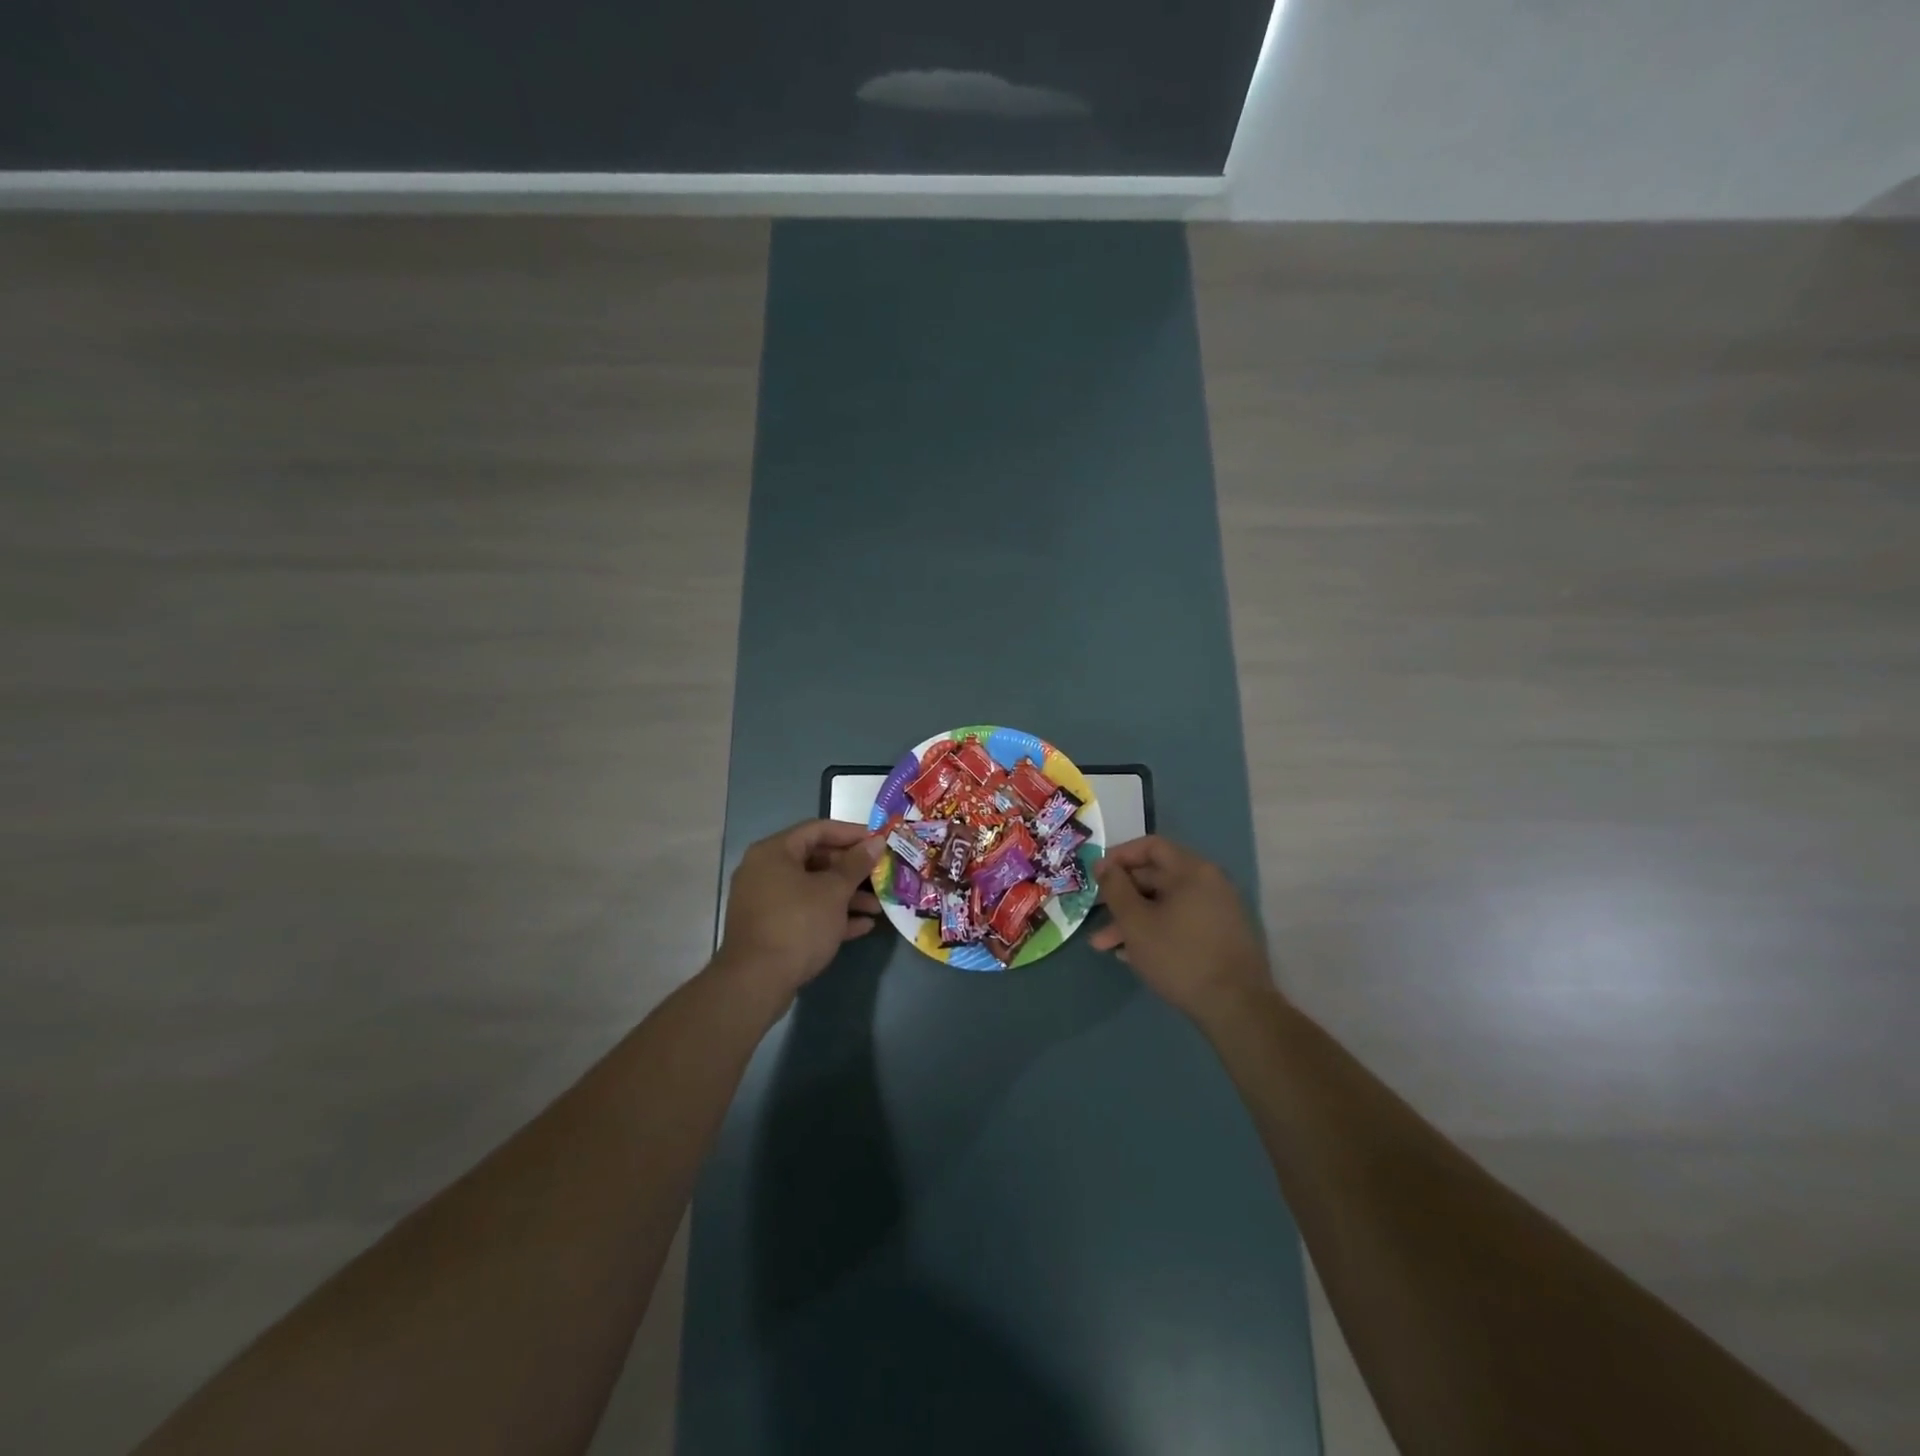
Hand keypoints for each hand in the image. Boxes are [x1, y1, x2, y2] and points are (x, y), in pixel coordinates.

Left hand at [717, 819, 887, 992]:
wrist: (756, 982)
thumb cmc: (797, 924)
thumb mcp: (833, 891)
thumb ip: (856, 864)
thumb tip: (876, 842)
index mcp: (774, 852)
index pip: (818, 829)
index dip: (852, 833)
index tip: (879, 841)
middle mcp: (765, 871)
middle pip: (816, 860)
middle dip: (852, 870)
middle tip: (881, 874)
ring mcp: (766, 901)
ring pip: (813, 889)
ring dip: (847, 896)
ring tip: (878, 906)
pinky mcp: (771, 928)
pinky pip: (805, 912)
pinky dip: (831, 915)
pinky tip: (862, 926)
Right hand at [1090, 836, 1274, 1019]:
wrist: (1236, 1008)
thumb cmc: (1179, 956)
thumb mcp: (1136, 922)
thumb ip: (1115, 889)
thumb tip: (1103, 864)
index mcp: (1192, 870)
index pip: (1151, 846)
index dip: (1119, 856)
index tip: (1096, 877)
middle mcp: (1209, 883)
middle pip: (1156, 877)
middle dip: (1121, 897)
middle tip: (1095, 915)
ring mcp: (1217, 910)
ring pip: (1165, 904)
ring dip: (1133, 920)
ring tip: (1105, 946)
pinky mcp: (1219, 936)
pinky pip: (1180, 922)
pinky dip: (1155, 931)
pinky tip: (1132, 955)